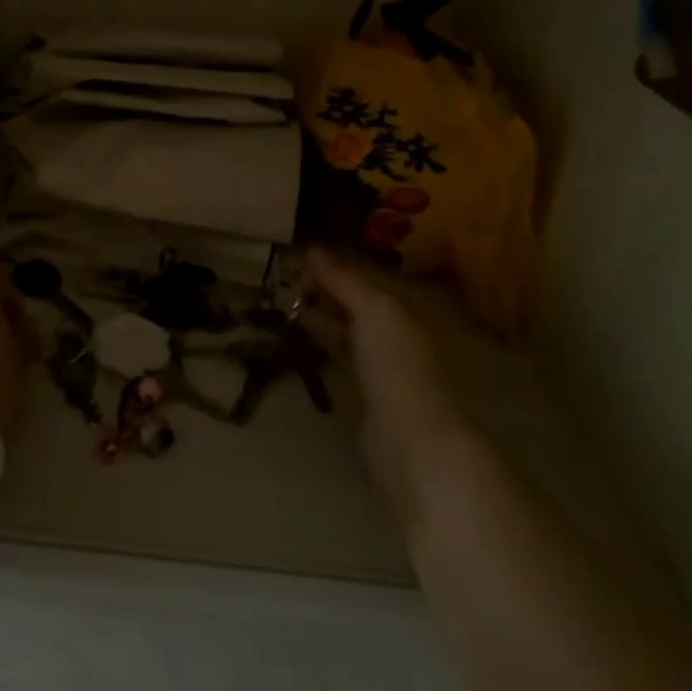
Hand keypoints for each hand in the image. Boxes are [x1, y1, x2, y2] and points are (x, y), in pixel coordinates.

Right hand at [304, 250, 474, 519]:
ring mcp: (378, 367)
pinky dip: (318, 345)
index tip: (294, 259)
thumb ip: (343, 281)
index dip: (331, 269)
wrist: (411, 442)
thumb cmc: (395, 365)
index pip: (361, 280)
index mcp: (400, 311)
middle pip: (352, 305)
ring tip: (280, 305)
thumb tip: (312, 249)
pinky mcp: (363, 396)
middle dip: (321, 292)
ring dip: (315, 317)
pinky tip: (295, 339)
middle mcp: (392, 335)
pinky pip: (337, 359)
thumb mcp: (372, 311)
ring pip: (343, 331)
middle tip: (279, 282)